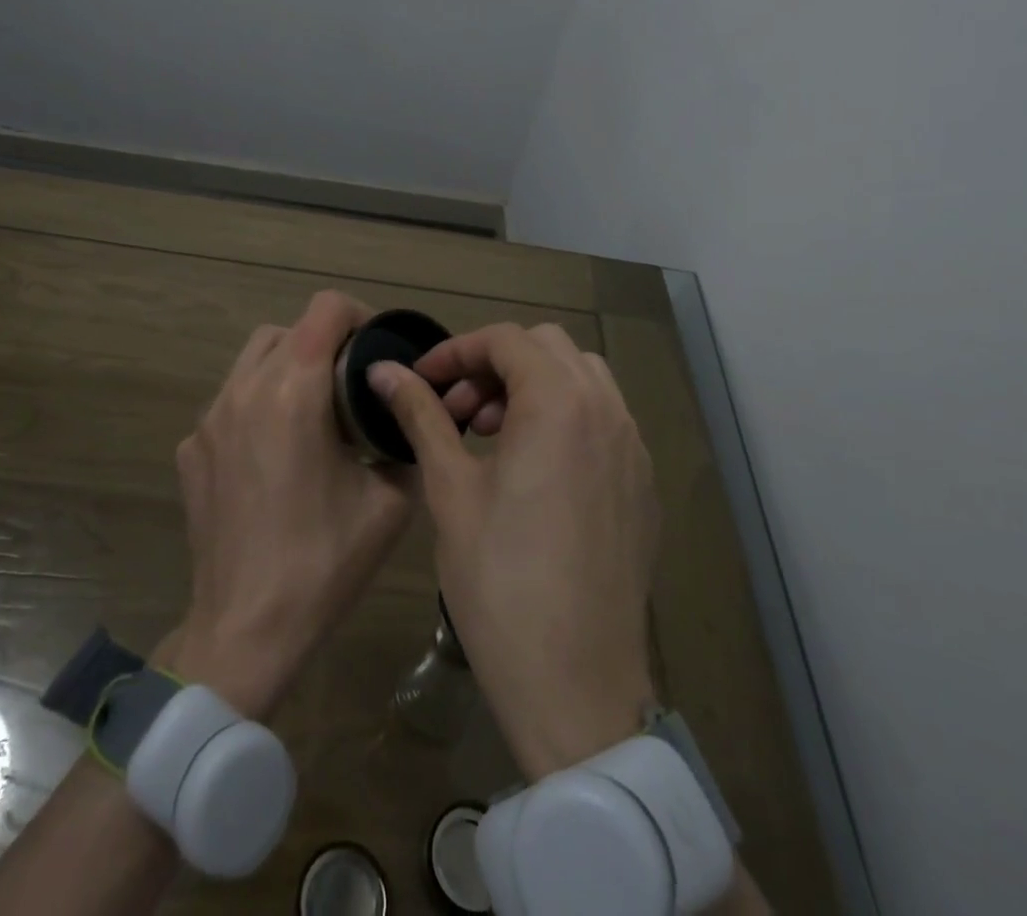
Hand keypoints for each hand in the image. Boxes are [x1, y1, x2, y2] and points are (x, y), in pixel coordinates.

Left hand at [166, 291, 414, 720]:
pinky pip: (229, 402)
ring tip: (314, 412)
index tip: (377, 350)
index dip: (359, 316)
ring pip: (252, 359)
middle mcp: (245, 390)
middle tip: (351, 384)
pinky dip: (257, 405)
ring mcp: (209, 418)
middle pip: (286, 329)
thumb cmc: (324, 562)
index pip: (324, 310)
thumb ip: (405, 441)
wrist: (246, 627)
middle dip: (323, 342)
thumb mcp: (390, 502)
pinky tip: (274, 456)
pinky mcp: (190, 448)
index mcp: (294, 391)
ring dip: (287, 367)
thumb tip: (409, 414)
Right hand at [368, 324, 658, 780]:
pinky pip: (605, 419)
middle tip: (458, 412)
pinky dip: (565, 415)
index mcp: (559, 403)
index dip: (456, 352)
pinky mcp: (643, 484)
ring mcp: (633, 448)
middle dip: (494, 364)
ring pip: (582, 378)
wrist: (576, 686)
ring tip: (493, 435)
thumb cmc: (500, 581)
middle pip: (547, 348)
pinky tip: (534, 468)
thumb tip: (383, 371)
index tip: (421, 382)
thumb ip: (421, 415)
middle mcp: (607, 411)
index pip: (505, 340)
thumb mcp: (450, 489)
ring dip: (533, 385)